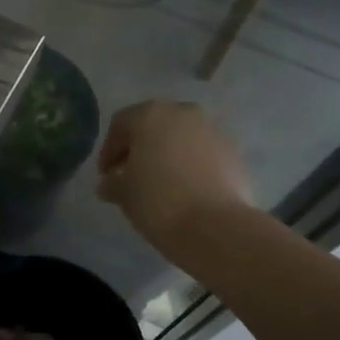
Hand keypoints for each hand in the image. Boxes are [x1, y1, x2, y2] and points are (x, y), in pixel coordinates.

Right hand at [96, 101, 251, 247]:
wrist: (215, 226)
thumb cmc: (157, 201)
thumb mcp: (123, 193)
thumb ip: (112, 183)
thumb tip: (109, 184)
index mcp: (149, 115)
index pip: (120, 125)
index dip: (109, 150)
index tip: (106, 176)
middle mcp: (182, 113)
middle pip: (153, 125)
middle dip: (141, 148)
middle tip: (132, 175)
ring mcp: (212, 130)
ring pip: (181, 137)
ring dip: (168, 154)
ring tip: (161, 184)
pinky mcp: (234, 152)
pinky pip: (203, 152)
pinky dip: (192, 164)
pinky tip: (187, 189)